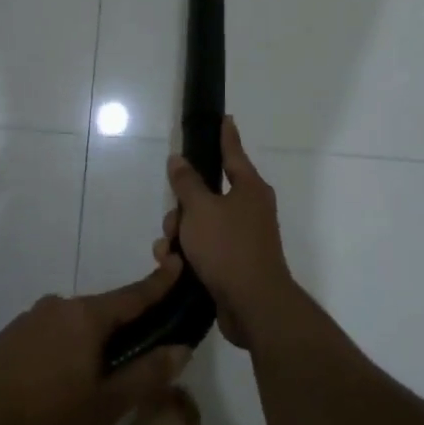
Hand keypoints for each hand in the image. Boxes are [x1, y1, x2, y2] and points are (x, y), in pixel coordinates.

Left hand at [0, 264, 191, 424]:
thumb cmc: (46, 422)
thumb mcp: (105, 408)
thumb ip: (145, 375)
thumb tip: (181, 347)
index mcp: (85, 317)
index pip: (132, 295)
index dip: (158, 283)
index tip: (177, 263)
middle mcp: (57, 306)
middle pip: (102, 311)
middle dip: (122, 327)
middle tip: (139, 355)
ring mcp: (28, 320)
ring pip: (73, 325)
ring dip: (90, 343)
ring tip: (96, 380)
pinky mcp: (7, 338)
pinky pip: (48, 335)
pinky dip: (63, 350)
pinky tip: (59, 383)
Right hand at [156, 117, 297, 347]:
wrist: (253, 306)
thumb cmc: (229, 248)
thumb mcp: (200, 209)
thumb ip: (187, 183)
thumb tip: (179, 159)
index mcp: (249, 188)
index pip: (233, 153)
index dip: (225, 135)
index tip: (224, 118)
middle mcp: (250, 209)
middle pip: (207, 194)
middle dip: (183, 207)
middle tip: (173, 220)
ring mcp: (243, 238)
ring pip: (201, 223)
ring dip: (180, 233)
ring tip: (169, 250)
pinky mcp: (233, 264)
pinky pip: (204, 248)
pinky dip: (187, 253)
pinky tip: (172, 266)